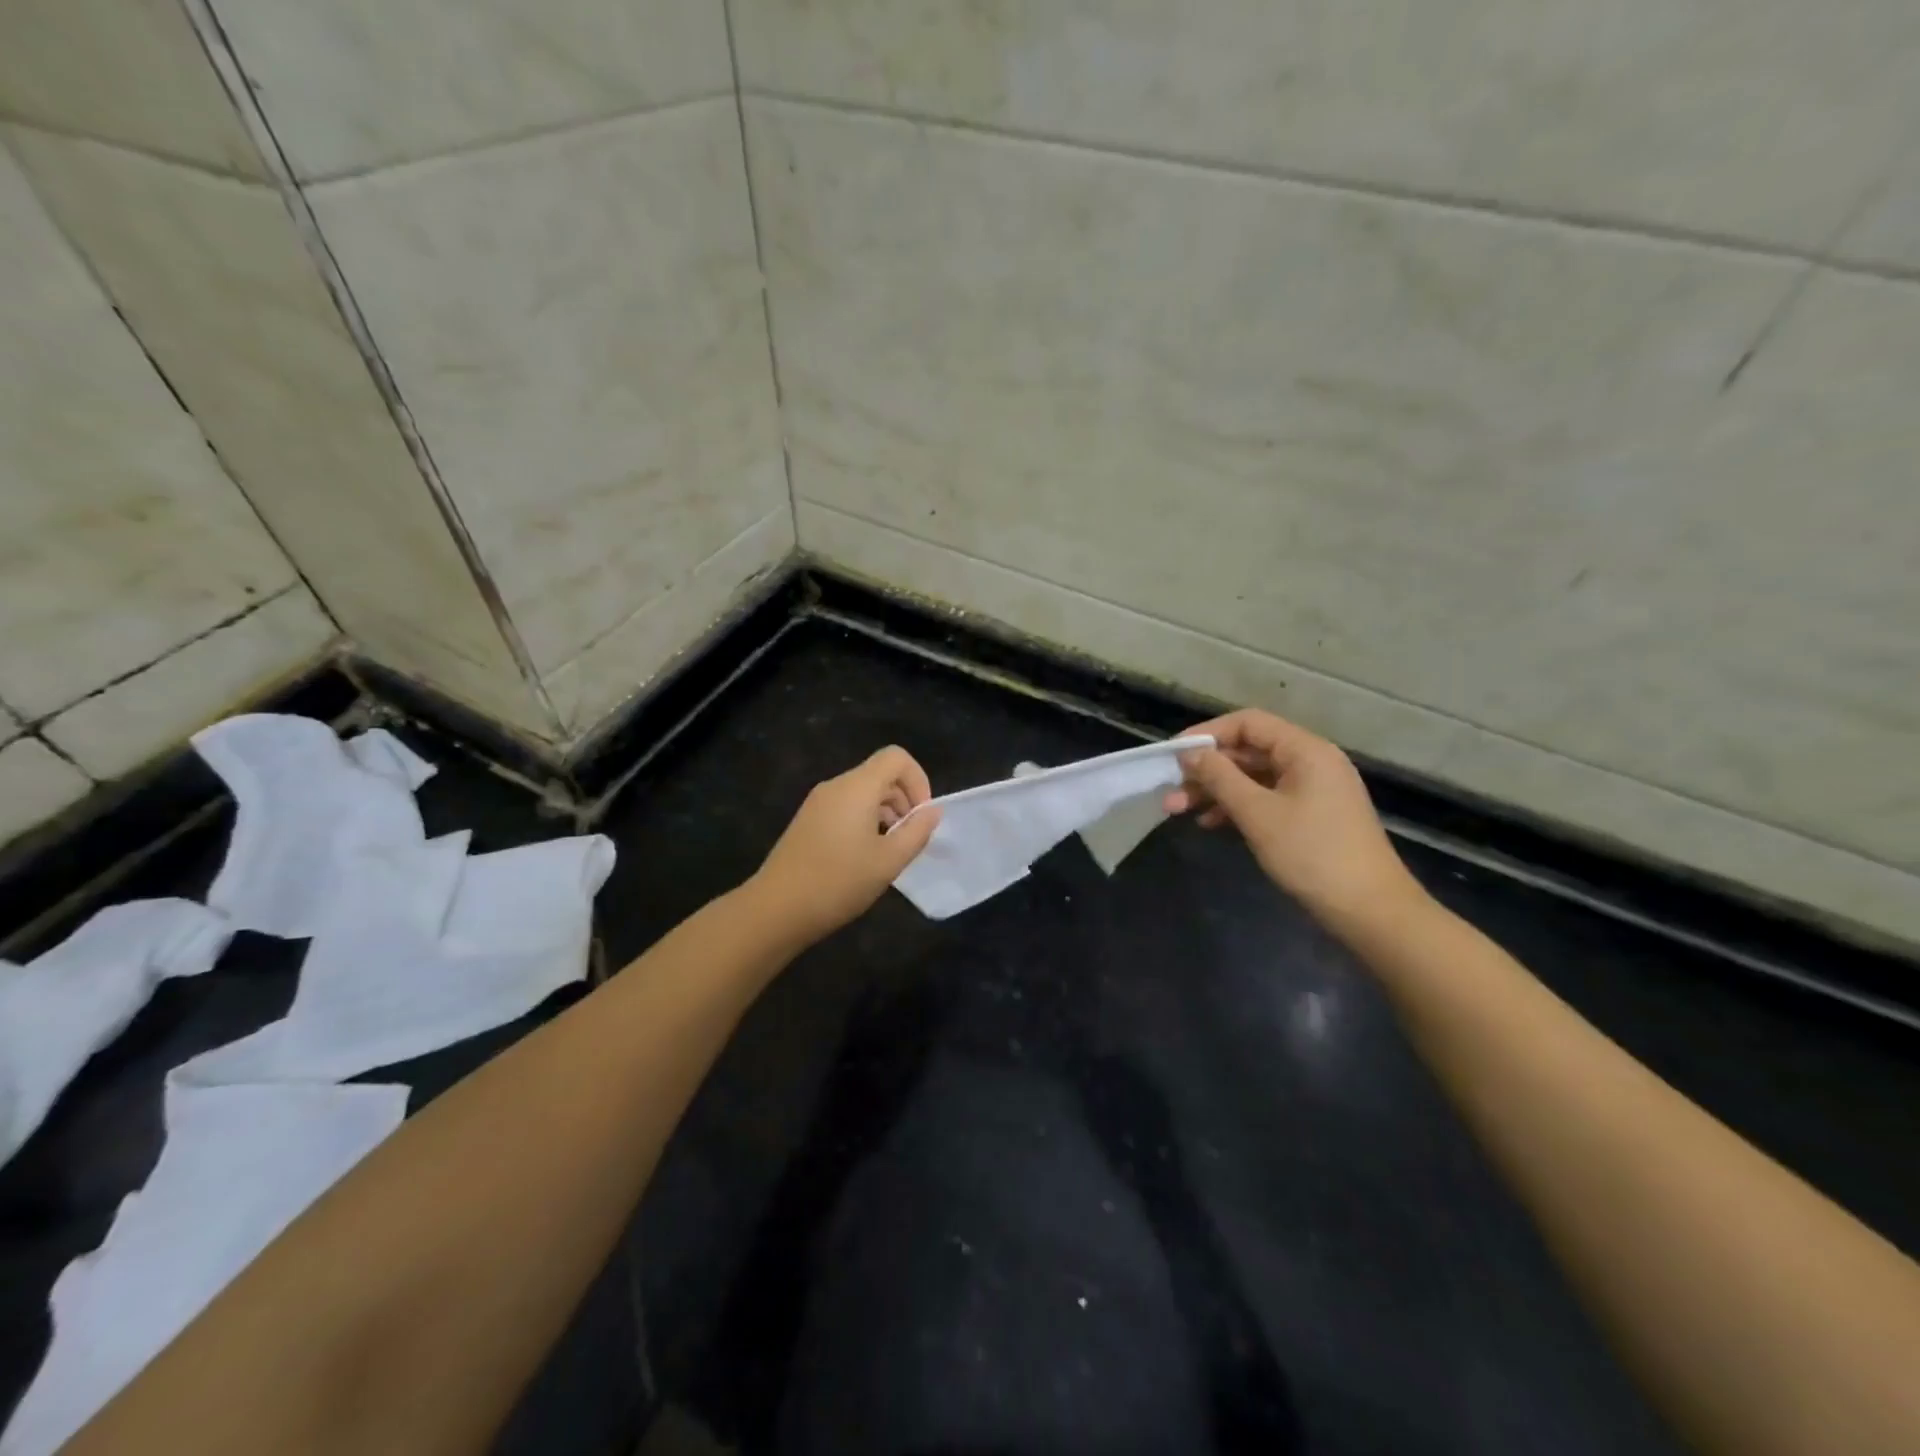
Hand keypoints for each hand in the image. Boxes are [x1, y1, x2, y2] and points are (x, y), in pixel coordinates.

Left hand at [749, 746, 940, 946]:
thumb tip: (932, 811)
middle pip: (880, 774)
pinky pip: (846, 807)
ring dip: (886, 812)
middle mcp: (836, 786)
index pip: (896, 757)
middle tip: (910, 838)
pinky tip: (865, 857)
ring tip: (890, 851)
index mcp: (857, 787)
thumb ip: (916, 832)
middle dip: (904, 799)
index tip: (921, 815)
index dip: (918, 780)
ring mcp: (818, 803)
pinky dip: (865, 821)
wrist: (776, 909)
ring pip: (863, 792)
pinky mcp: (808, 821)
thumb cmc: (838, 882)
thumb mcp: (888, 861)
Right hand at [1165, 709, 1422, 928]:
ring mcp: (1313, 790)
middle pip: (1249, 750)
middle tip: (1170, 790)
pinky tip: (1210, 823)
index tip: (1173, 754)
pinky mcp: (1311, 815)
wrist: (1370, 910)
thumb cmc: (1312, 854)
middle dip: (1207, 769)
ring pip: (1254, 777)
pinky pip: (1266, 798)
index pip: (1248, 723)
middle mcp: (1311, 761)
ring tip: (1179, 810)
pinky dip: (1237, 806)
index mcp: (1305, 750)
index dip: (1207, 734)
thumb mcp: (1258, 814)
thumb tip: (1191, 754)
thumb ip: (1220, 778)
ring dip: (1216, 790)